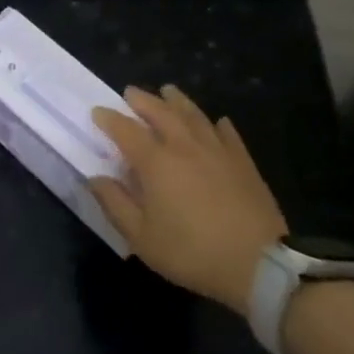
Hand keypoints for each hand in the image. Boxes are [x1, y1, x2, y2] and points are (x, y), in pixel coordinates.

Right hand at [90, 86, 288, 312]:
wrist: (257, 263)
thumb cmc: (191, 252)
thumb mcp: (141, 237)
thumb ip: (115, 204)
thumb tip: (96, 178)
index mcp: (156, 162)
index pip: (126, 130)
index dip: (109, 119)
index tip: (97, 112)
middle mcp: (185, 146)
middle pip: (161, 112)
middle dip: (142, 100)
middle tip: (130, 93)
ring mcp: (218, 150)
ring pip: (194, 115)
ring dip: (177, 101)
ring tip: (168, 91)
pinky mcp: (243, 162)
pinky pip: (227, 133)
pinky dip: (217, 124)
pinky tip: (217, 122)